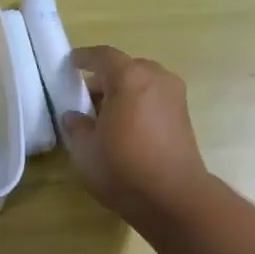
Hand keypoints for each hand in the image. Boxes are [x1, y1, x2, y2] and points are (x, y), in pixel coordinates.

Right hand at [59, 45, 212, 225]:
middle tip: (86, 98)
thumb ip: (76, 126)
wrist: (173, 197)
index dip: (84, 58)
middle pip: (126, 68)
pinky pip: (154, 100)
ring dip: (124, 94)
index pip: (103, 56)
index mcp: (129, 78)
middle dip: (105, 79)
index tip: (71, 63)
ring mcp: (175, 97)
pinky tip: (125, 129)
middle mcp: (156, 78)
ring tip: (105, 116)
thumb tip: (73, 116)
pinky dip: (138, 106)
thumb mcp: (85, 149)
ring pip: (143, 84)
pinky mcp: (184, 117)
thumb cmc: (122, 168)